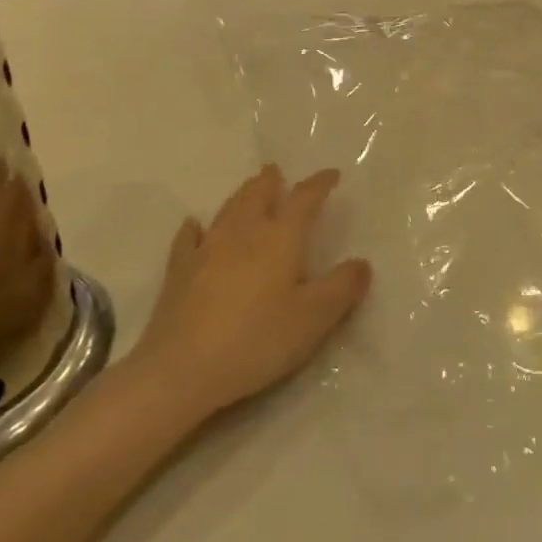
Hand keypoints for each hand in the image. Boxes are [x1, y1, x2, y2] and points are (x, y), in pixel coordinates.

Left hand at [133, 166, 370, 415]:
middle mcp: (243, 233)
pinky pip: (188, 238)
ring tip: (249, 188)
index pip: (304, 199)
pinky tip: (194, 226)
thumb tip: (362, 263)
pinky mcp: (179, 271)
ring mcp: (206, 250)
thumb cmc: (257, 340)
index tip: (331, 175)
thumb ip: (342, 287)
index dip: (319, 184)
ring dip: (242, 195)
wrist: (181, 370)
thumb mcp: (314, 319)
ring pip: (227, 210)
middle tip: (277, 172)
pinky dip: (195, 227)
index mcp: (280, 238)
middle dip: (271, 181)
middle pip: (258, 195)